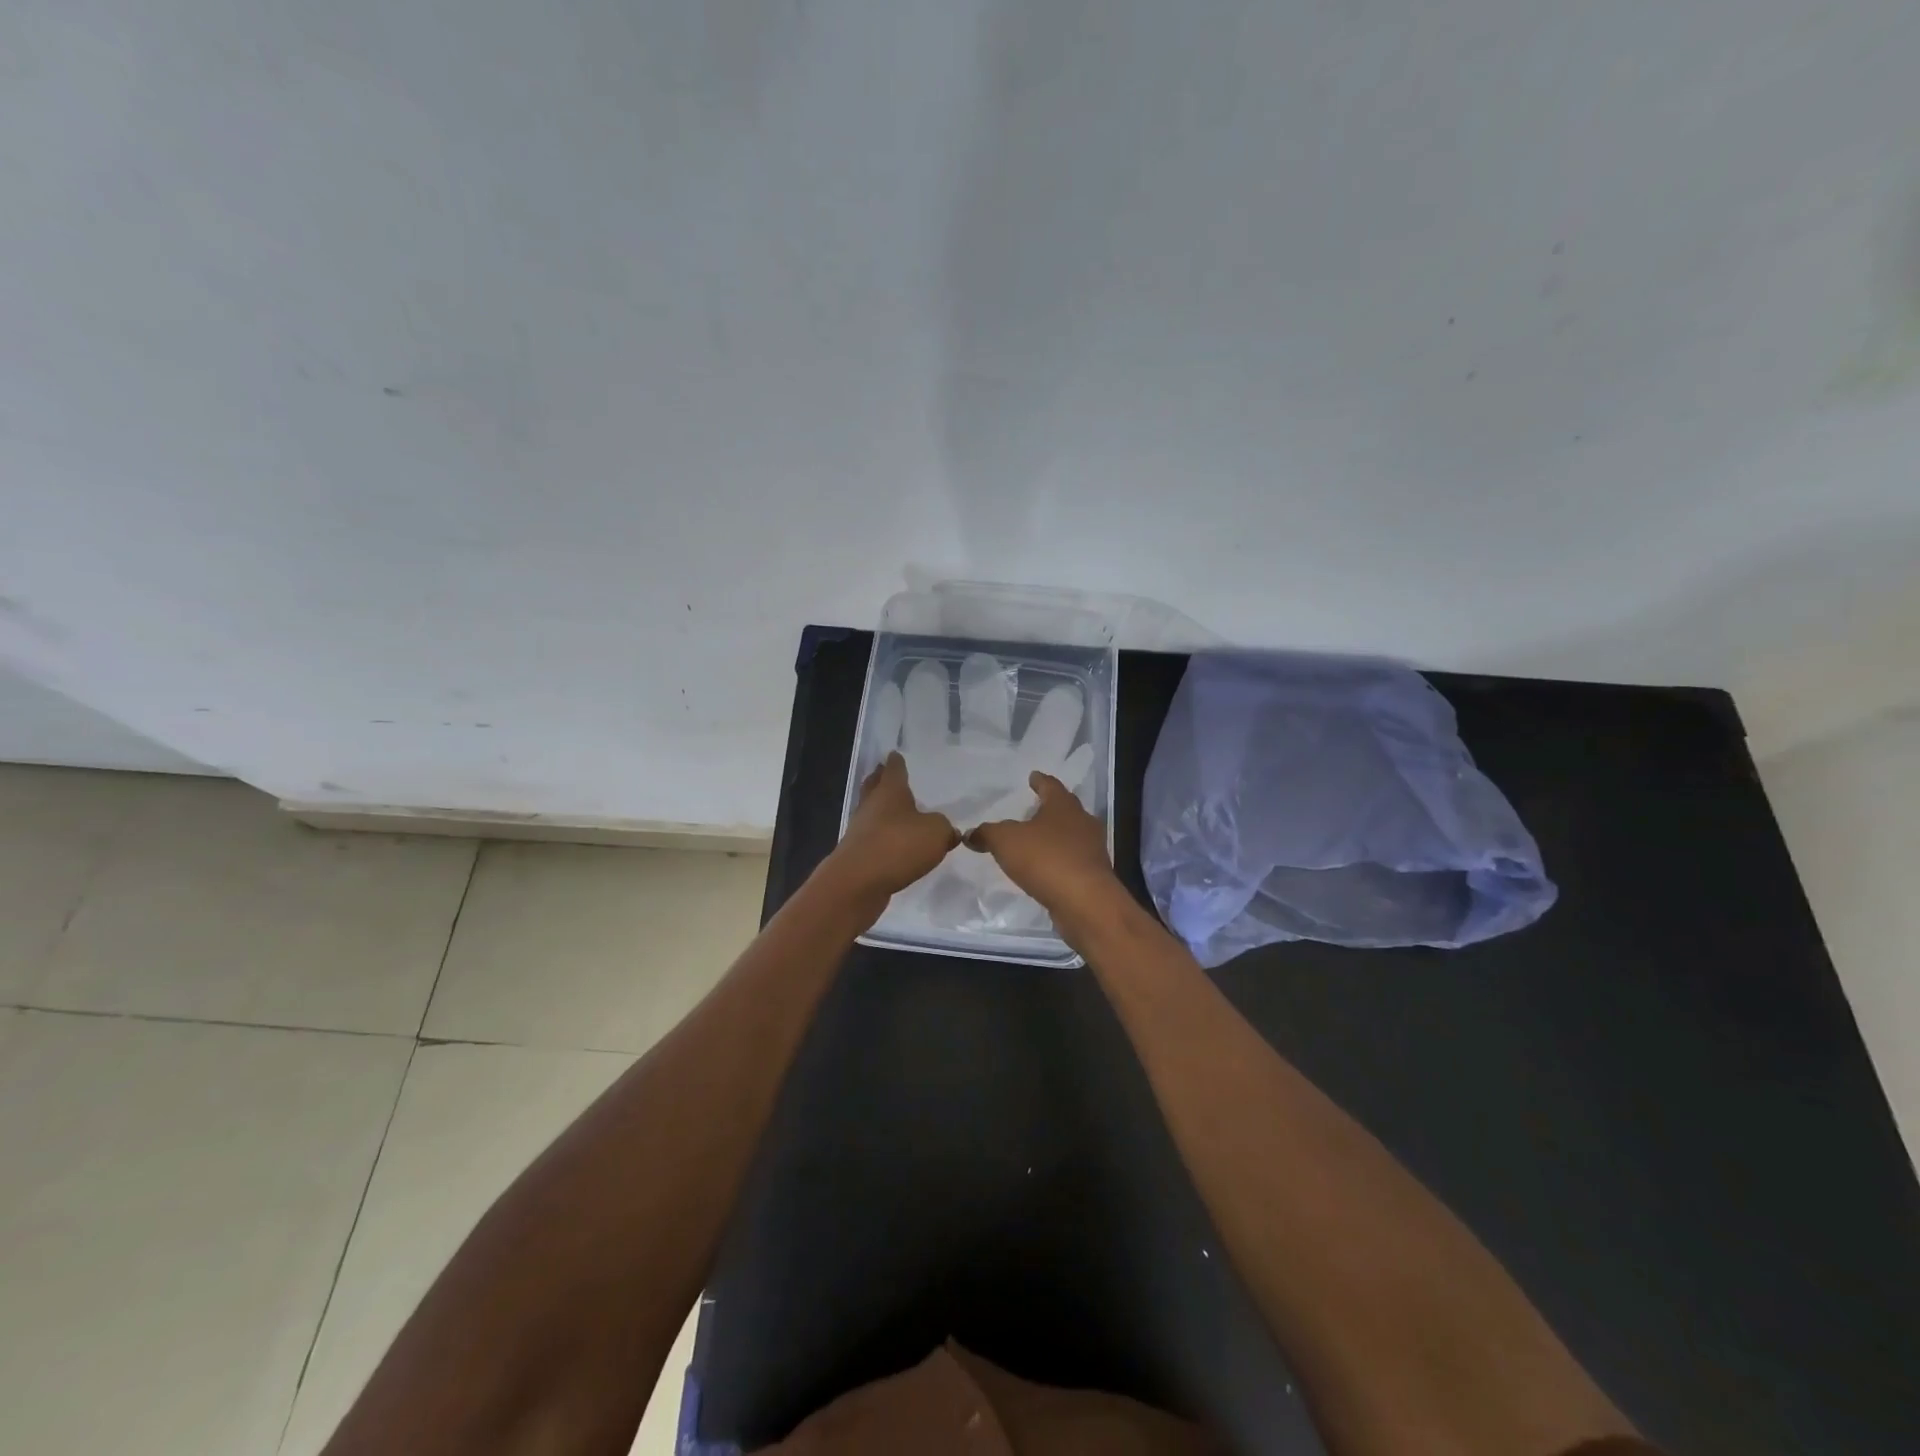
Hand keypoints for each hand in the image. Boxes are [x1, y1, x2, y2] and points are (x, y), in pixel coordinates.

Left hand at [827, 752, 960, 905]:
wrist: (857, 883)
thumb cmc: (898, 846)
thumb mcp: (936, 833)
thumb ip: (945, 828)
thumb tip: (949, 831)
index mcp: (890, 792)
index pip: (894, 770)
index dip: (897, 762)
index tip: (895, 754)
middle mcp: (872, 806)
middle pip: (874, 786)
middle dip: (880, 779)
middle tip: (885, 773)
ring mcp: (860, 830)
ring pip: (872, 812)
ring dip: (881, 810)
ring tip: (896, 810)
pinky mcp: (858, 855)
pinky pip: (873, 838)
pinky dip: (882, 837)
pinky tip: (894, 843)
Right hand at [967, 771, 1121, 924]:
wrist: (1085, 901)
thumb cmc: (1045, 859)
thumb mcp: (1005, 841)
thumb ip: (987, 833)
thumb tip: (970, 833)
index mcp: (1063, 806)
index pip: (1050, 786)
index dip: (1040, 781)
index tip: (1033, 776)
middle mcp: (1082, 822)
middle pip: (1065, 809)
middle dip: (1050, 808)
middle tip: (1035, 808)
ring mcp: (1092, 849)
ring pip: (1072, 835)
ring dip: (1056, 836)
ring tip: (1037, 840)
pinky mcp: (1094, 874)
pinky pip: (1073, 860)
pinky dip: (1059, 860)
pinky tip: (1046, 868)